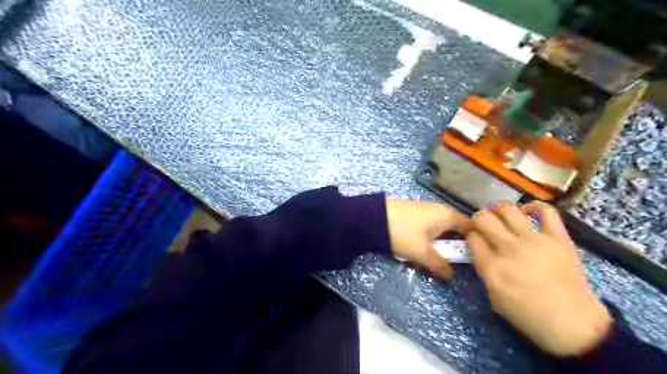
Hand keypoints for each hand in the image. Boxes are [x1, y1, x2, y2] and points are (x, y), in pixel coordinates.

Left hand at [386, 200, 467, 279]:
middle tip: (449, 263)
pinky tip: (417, 250)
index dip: (474, 243)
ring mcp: (425, 210)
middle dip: (452, 247)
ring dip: (436, 245)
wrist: (372, 218)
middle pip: (454, 230)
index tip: (473, 259)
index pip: (471, 228)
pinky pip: (427, 228)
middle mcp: (439, 209)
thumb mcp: (422, 252)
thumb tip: (450, 275)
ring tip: (431, 259)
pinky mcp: (413, 214)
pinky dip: (426, 240)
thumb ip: (439, 265)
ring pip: (439, 230)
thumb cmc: (403, 233)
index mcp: (447, 215)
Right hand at [465, 202, 610, 355]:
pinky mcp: (558, 238)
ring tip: (498, 214)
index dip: (470, 236)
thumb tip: (481, 250)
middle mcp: (509, 249)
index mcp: (492, 267)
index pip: (471, 238)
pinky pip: (546, 212)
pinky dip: (534, 207)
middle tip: (482, 225)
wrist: (573, 325)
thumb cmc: (528, 315)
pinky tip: (527, 211)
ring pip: (508, 210)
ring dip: (497, 209)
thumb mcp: (493, 296)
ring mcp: (534, 241)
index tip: (474, 240)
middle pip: (483, 219)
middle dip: (478, 219)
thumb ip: (484, 269)